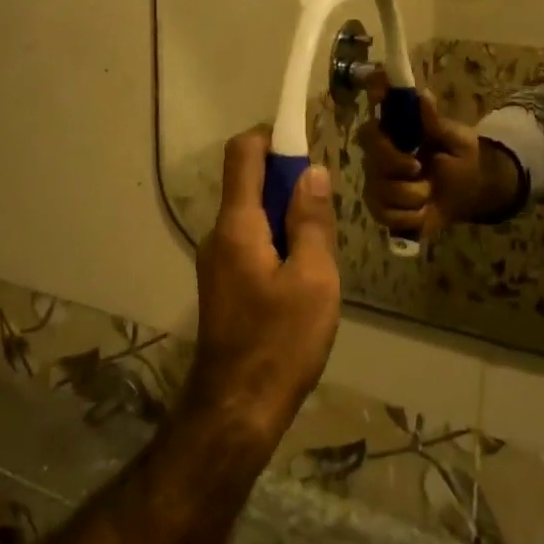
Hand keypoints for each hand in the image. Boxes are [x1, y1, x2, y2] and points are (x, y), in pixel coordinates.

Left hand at [185, 128, 341, 451]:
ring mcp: (218, 260)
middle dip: (288, 182)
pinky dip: (277, 242)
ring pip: (254, 216)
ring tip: (321, 251)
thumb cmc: (281, 341)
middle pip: (250, 183)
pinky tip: (304, 278)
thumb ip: (311, 221)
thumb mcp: (313, 278)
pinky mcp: (224, 284)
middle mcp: (219, 233)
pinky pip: (251, 243)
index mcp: (237, 224)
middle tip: (326, 209)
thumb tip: (312, 172)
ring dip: (286, 217)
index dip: (272, 134)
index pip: (243, 153)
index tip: (306, 140)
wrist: (238, 409)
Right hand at [356, 77, 518, 235]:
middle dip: (399, 168)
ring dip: (413, 196)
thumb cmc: (461, 160)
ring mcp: (377, 185)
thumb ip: (437, 122)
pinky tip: (422, 210)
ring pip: (382, 192)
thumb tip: (423, 96)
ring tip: (428, 192)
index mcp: (393, 135)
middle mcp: (377, 158)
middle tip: (420, 169)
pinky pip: (387, 216)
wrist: (470, 194)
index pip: (369, 130)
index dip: (378, 140)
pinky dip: (411, 217)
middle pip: (372, 162)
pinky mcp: (382, 211)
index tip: (404, 149)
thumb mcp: (457, 140)